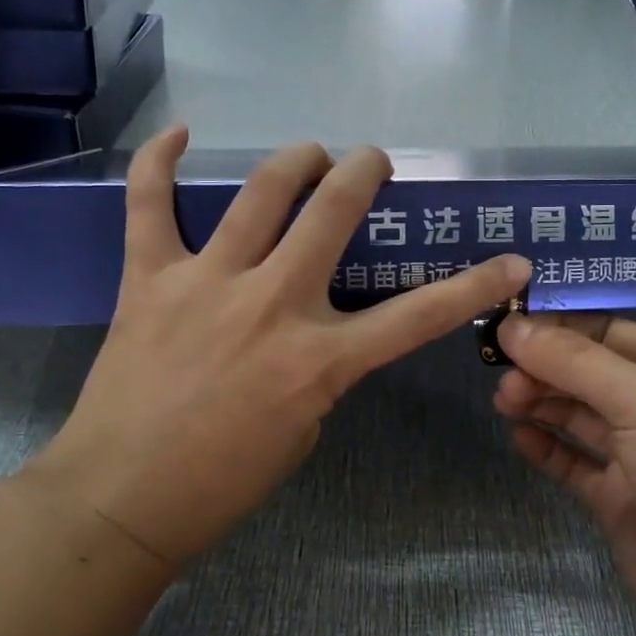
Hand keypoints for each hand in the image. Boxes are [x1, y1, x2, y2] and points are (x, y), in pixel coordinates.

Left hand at [26, 127, 531, 565]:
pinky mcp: (149, 278)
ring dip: (296, 159)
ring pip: (261, 192)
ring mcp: (208, 282)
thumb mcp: (304, 429)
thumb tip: (314, 328)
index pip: (419, 315)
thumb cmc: (223, 482)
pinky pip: (148, 203)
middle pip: (333, 211)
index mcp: (320, 358)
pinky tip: (179, 135)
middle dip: (363, 172)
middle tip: (371, 162)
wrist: (122, 500)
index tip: (512, 261)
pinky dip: (159, 161)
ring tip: (310, 154)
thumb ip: (320, 368)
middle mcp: (272, 304)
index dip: (474, 285)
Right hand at [492, 314, 635, 635]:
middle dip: (544, 368)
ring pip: (576, 416)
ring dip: (540, 403)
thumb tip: (510, 327)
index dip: (559, 326)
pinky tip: (518, 437)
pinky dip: (545, 447)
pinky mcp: (617, 499)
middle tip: (503, 377)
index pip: (608, 331)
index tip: (506, 325)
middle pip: (587, 373)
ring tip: (504, 402)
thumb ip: (573, 362)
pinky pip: (572, 462)